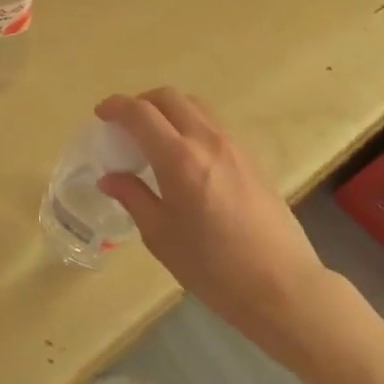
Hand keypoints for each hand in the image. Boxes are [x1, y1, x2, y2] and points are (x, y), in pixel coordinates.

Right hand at [97, 89, 329, 362]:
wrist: (282, 286)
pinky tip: (187, 157)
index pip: (139, 113)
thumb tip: (109, 178)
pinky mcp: (252, 157)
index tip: (101, 115)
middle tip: (126, 125)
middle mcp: (206, 139)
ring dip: (169, 110)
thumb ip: (133, 197)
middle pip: (169, 97)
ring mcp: (233, 145)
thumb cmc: (213, 269)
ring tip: (156, 138)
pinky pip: (213, 124)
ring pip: (195, 105)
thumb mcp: (161, 236)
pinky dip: (191, 124)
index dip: (115, 107)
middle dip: (141, 102)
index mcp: (179, 158)